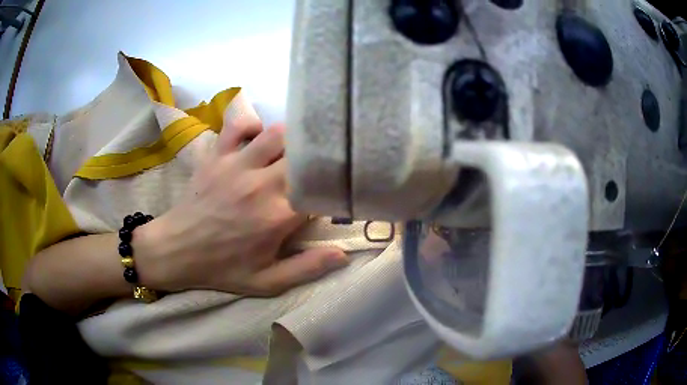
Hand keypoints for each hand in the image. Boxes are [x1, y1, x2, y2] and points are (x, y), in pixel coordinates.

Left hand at [135, 119, 347, 295]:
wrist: (175, 251)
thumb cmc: (221, 268)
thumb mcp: (266, 282)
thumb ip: (306, 269)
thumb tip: (343, 254)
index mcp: (277, 217)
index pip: (320, 190)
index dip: (332, 190)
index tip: (333, 195)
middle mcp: (260, 185)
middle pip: (303, 156)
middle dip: (316, 162)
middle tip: (317, 171)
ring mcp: (236, 165)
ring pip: (277, 134)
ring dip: (290, 141)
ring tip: (291, 154)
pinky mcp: (217, 156)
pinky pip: (238, 126)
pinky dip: (252, 126)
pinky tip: (257, 139)